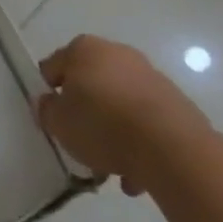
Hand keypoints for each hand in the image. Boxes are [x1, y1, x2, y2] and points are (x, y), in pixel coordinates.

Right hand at [34, 35, 208, 195]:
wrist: (172, 148)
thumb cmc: (103, 125)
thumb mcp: (59, 123)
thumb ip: (46, 111)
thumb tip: (47, 103)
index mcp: (83, 49)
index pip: (54, 67)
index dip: (49, 94)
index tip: (53, 120)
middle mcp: (116, 53)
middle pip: (90, 84)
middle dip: (85, 112)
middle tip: (81, 142)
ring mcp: (149, 76)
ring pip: (120, 104)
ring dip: (114, 130)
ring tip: (112, 168)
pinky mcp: (176, 102)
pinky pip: (146, 120)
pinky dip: (139, 140)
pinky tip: (137, 173)